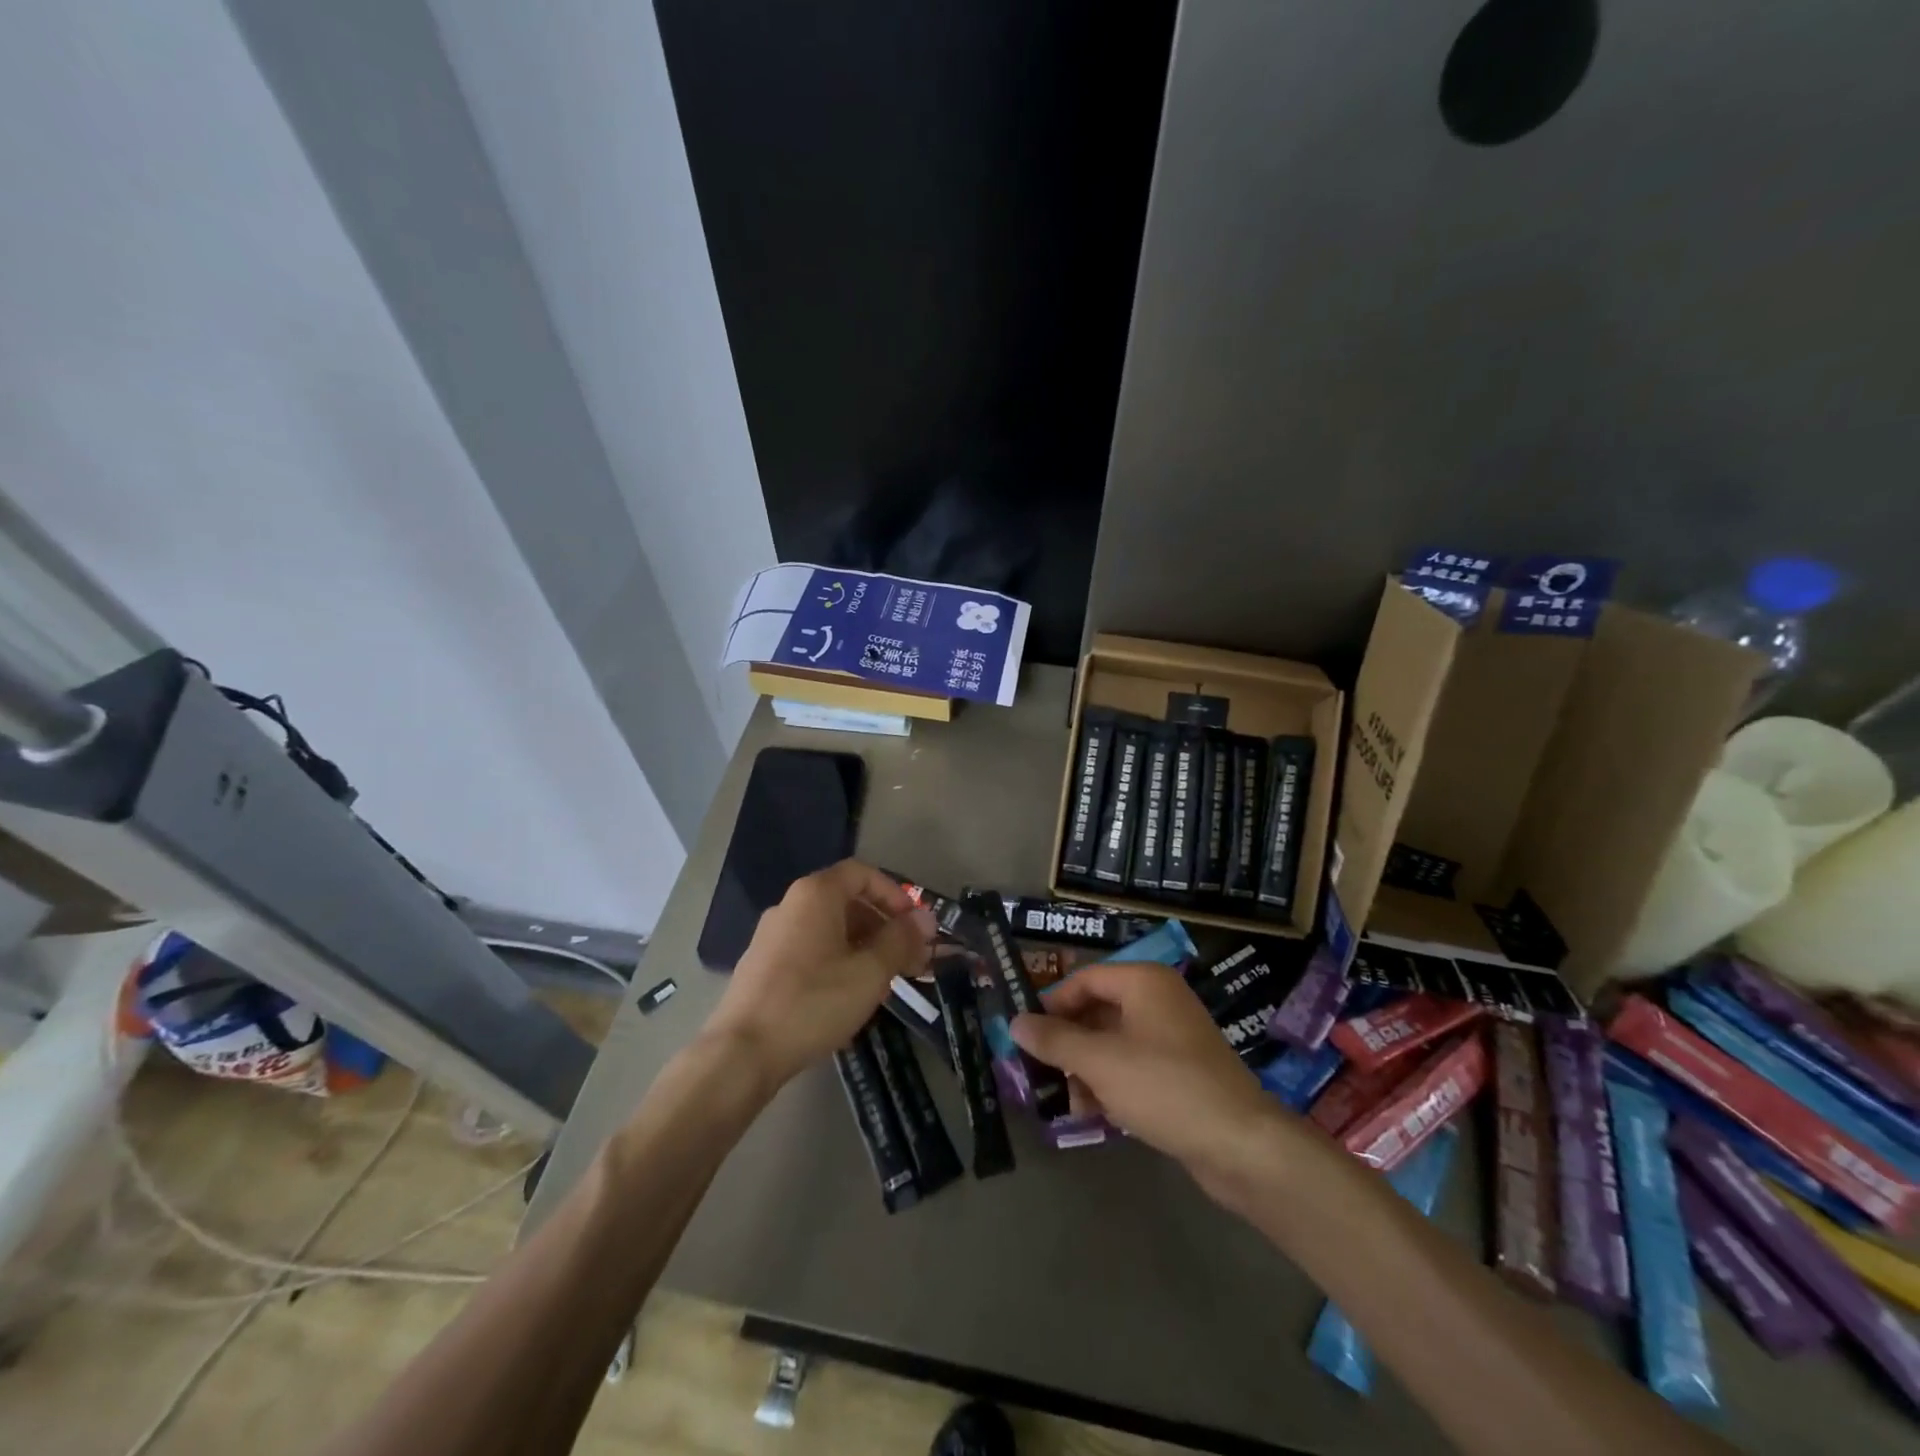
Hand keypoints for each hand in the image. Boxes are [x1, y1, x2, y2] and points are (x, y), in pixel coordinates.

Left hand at [705, 860, 935, 1087]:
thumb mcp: (870, 972)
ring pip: (829, 928)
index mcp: (815, 895)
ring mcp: (772, 936)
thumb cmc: (813, 1002)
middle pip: (847, 901)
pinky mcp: (762, 966)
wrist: (742, 1053)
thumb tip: (925, 917)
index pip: (862, 873)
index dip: (894, 894)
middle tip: (910, 959)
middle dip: (884, 926)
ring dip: (864, 946)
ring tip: (886, 981)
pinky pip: (810, 949)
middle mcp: (790, 905)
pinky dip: (838, 960)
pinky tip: (849, 995)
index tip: (914, 925)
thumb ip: (901, 940)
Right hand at [1010, 961, 1282, 1186]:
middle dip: (1067, 1043)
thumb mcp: (1100, 1061)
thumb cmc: (1164, 1087)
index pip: (1084, 979)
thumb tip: (1014, 1021)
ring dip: (1085, 1069)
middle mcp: (1158, 1001)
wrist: (1241, 1145)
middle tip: (1037, 1070)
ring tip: (1064, 1101)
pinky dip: (1110, 1084)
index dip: (1051, 1004)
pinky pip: (1132, 1068)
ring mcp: (1172, 1038)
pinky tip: (1092, 1113)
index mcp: (1143, 982)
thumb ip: (1054, 1039)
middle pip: (1097, 1011)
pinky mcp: (1180, 1073)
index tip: (1024, 1034)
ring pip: (1112, 1043)